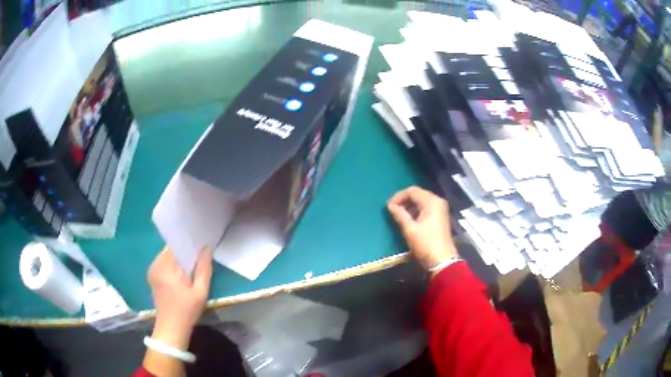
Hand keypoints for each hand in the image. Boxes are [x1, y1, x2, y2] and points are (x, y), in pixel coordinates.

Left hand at [147, 247, 212, 349]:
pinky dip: (172, 264)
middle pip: (171, 249)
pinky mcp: (152, 276)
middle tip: (199, 257)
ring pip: (167, 255)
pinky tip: (181, 274)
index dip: (189, 243)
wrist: (171, 328)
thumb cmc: (187, 311)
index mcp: (166, 267)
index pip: (177, 244)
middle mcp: (156, 264)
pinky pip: (163, 262)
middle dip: (184, 251)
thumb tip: (206, 248)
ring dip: (178, 258)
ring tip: (191, 265)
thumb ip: (204, 269)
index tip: (201, 245)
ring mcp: (152, 270)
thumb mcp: (200, 292)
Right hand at [387, 186, 458, 271]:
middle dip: (404, 200)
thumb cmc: (425, 244)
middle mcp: (438, 201)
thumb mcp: (410, 229)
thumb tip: (390, 205)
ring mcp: (440, 209)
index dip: (398, 196)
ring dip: (409, 206)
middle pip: (418, 194)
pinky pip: (426, 208)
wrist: (442, 260)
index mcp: (432, 201)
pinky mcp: (440, 217)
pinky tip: (409, 219)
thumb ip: (399, 214)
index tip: (388, 206)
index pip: (412, 191)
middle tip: (392, 210)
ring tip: (398, 215)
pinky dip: (416, 211)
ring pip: (421, 201)